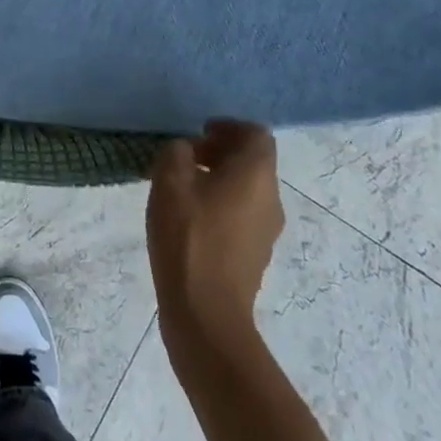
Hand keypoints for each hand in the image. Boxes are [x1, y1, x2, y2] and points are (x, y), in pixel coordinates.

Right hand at [147, 122, 282, 357]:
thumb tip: (185, 151)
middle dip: (222, 152)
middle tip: (187, 157)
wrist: (206, 313)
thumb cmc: (189, 237)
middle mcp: (271, 199)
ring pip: (248, 189)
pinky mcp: (256, 255)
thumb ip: (177, 152)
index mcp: (256, 175)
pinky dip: (222, 204)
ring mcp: (267, 231)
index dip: (229, 127)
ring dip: (221, 179)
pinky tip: (191, 218)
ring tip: (184, 187)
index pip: (257, 134)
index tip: (200, 133)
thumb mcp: (169, 181)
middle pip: (254, 161)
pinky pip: (243, 215)